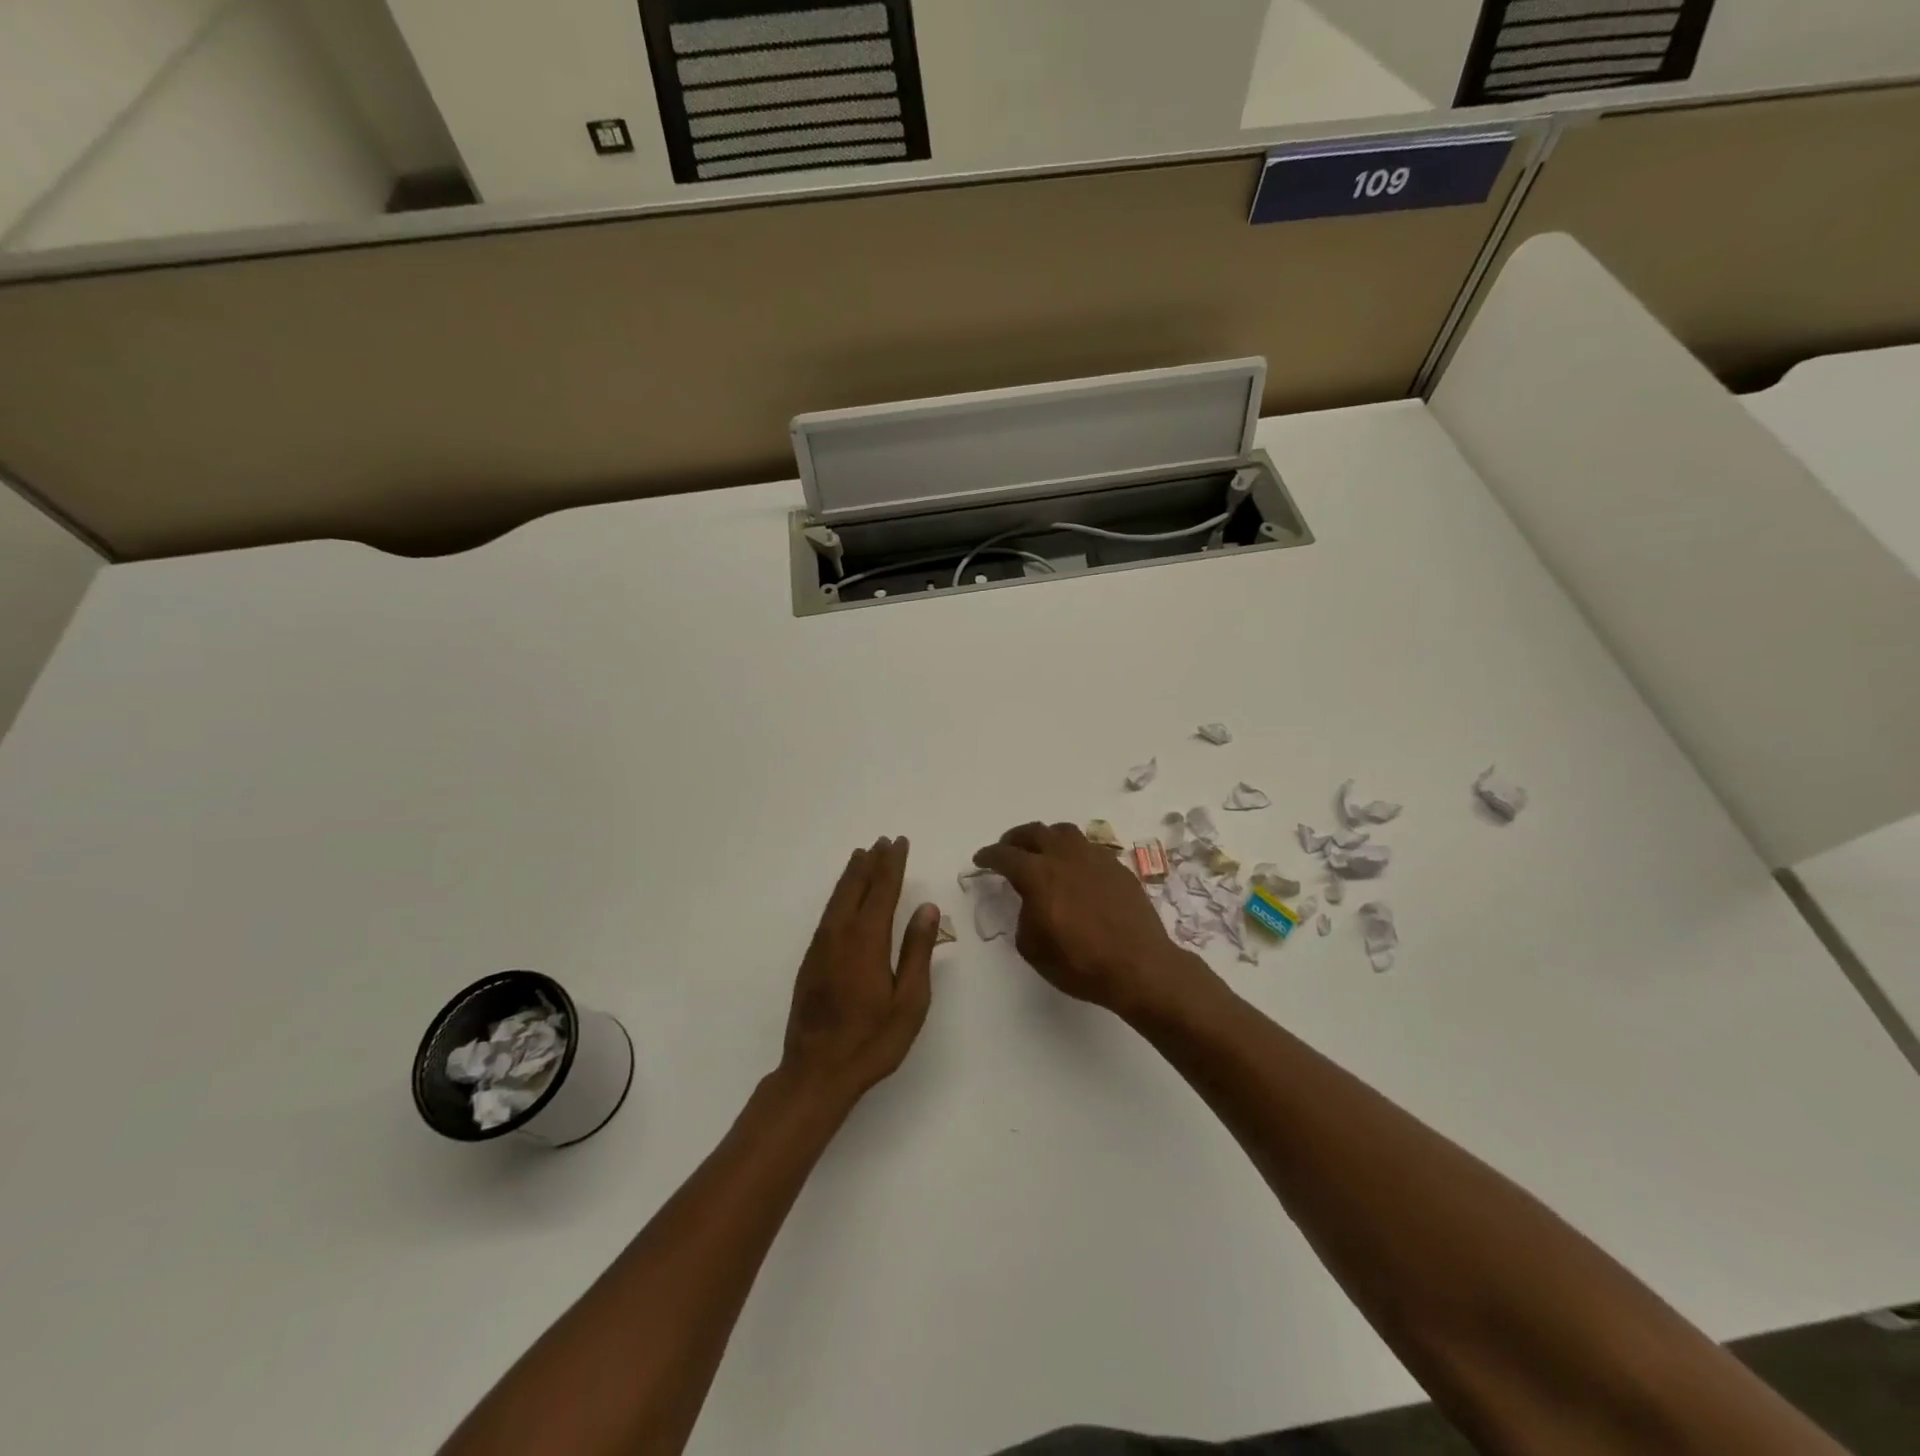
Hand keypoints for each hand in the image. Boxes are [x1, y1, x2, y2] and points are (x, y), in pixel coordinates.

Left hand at [781, 836, 939, 1104]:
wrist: (816, 1072)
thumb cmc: (872, 1040)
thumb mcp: (909, 1000)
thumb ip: (918, 950)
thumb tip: (927, 908)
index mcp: (867, 939)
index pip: (882, 890)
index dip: (892, 864)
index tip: (899, 842)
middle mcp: (840, 934)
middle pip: (856, 887)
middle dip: (871, 862)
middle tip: (882, 841)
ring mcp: (821, 947)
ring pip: (837, 898)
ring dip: (852, 875)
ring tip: (862, 856)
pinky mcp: (811, 960)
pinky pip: (828, 913)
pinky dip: (839, 895)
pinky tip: (844, 897)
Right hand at [973, 822, 1212, 1017]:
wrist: (1139, 967)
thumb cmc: (1080, 963)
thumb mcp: (1033, 948)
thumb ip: (1024, 916)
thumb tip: (1032, 903)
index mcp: (1039, 875)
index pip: (1006, 856)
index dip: (989, 856)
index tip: (981, 860)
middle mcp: (1066, 857)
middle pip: (1035, 832)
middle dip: (1016, 838)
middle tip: (1009, 849)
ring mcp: (1096, 858)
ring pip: (1065, 832)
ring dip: (1047, 838)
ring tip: (1043, 852)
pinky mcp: (1118, 868)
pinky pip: (1090, 849)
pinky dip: (1074, 853)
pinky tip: (1076, 871)